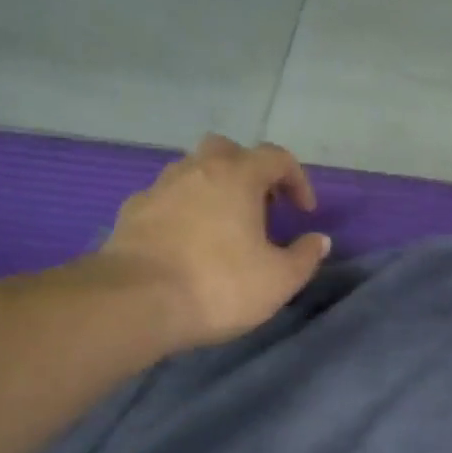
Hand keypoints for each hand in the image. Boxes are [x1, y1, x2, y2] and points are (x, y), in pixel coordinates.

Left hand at [88, 134, 330, 356]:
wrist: (136, 301)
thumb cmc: (219, 286)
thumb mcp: (279, 280)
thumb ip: (305, 257)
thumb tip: (319, 240)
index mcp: (238, 177)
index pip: (276, 158)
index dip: (297, 180)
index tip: (305, 212)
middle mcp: (197, 170)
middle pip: (228, 151)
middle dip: (250, 173)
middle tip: (261, 208)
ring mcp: (159, 187)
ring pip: (193, 172)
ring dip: (215, 190)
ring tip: (225, 229)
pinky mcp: (132, 212)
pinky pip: (167, 199)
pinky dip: (184, 211)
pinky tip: (189, 244)